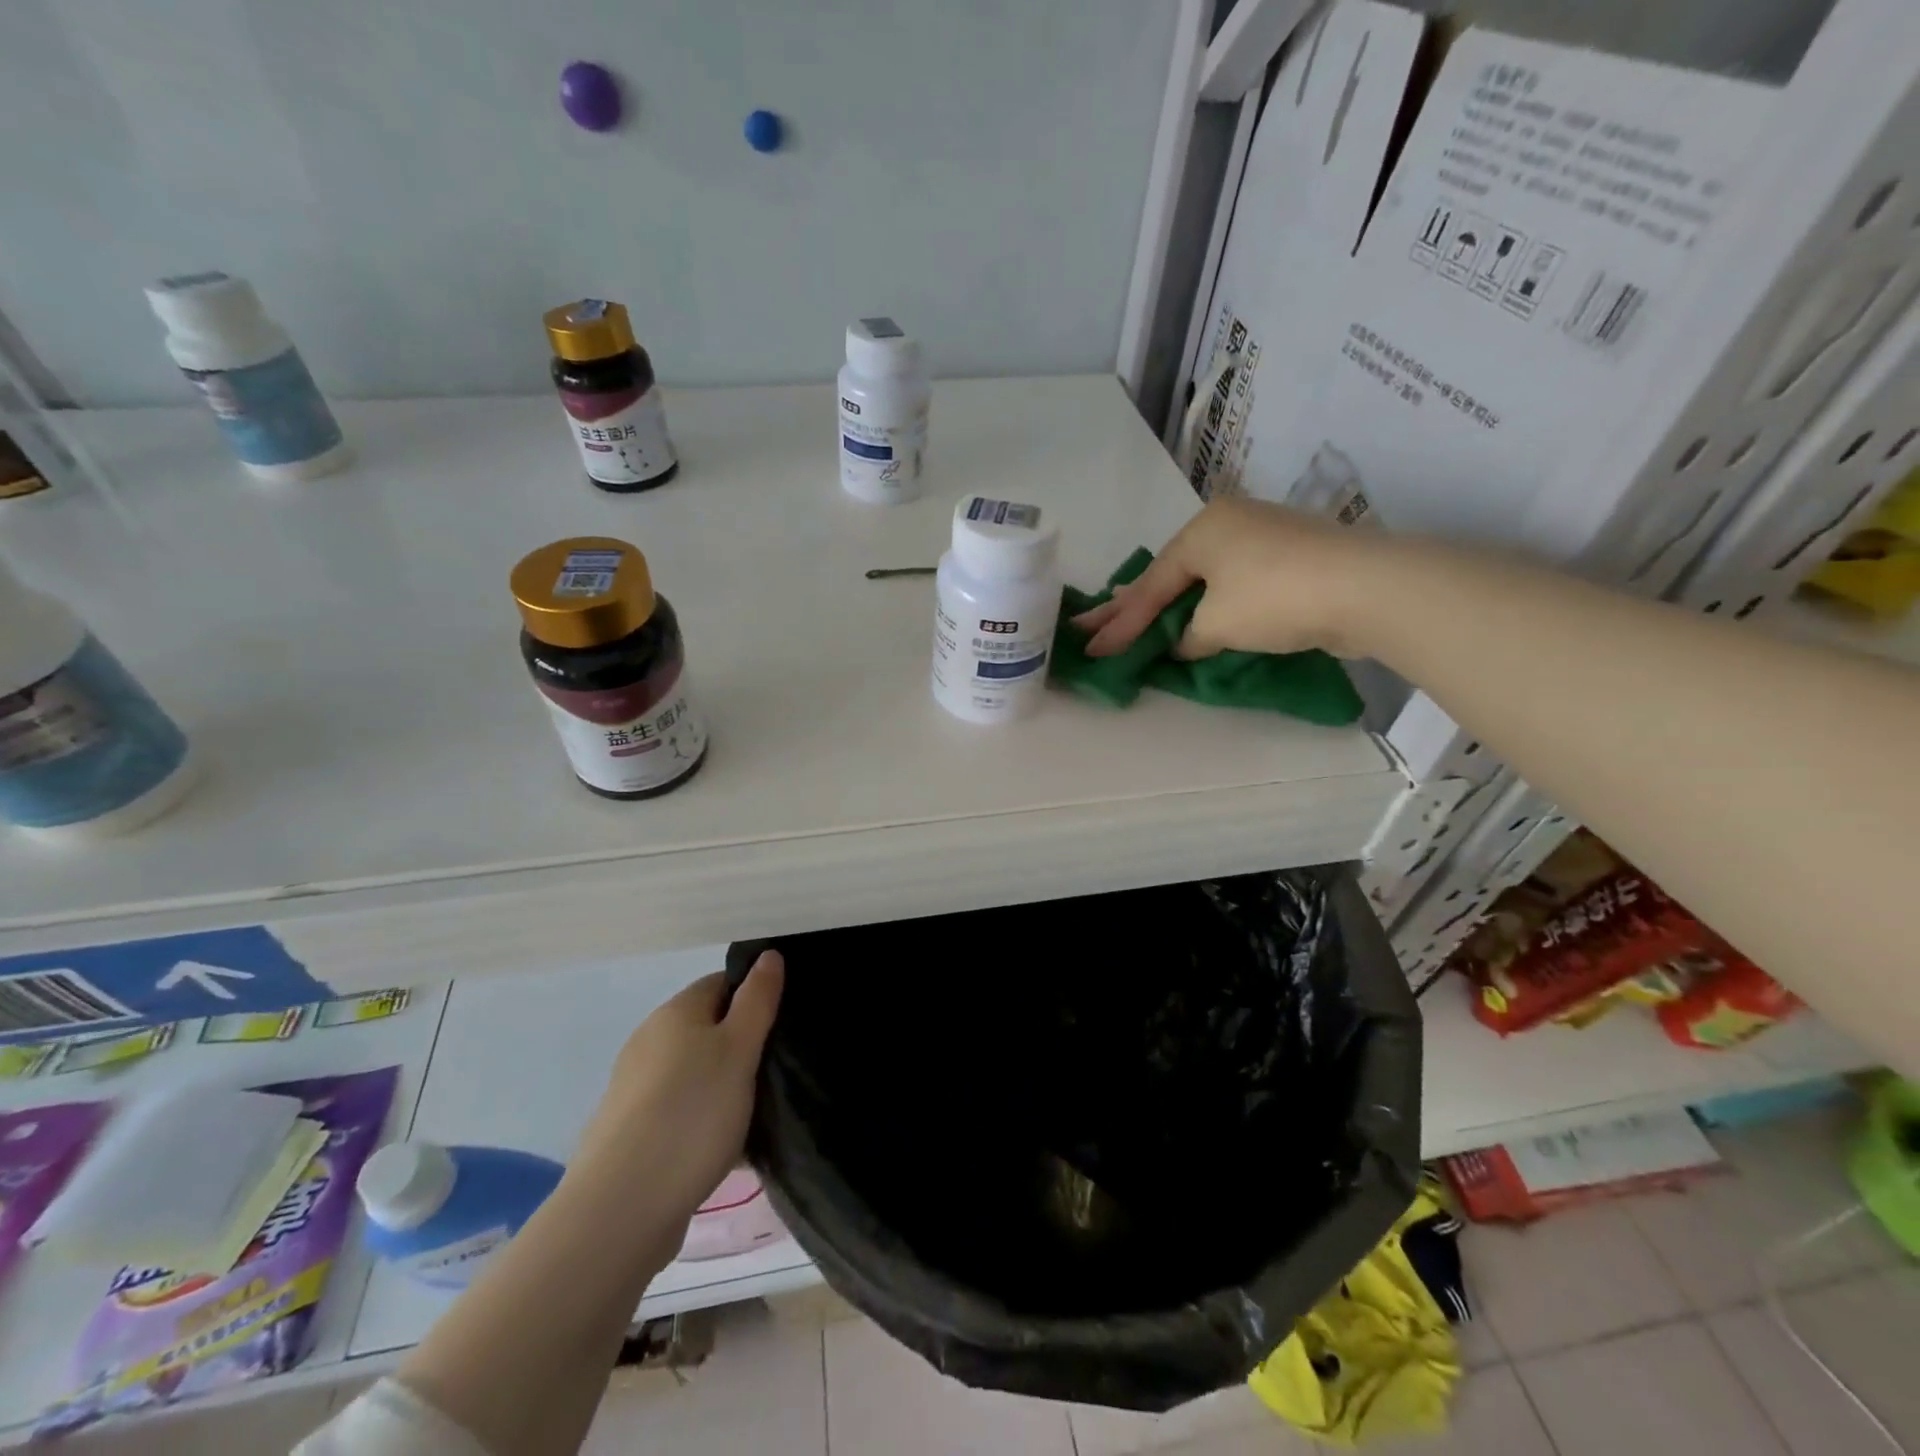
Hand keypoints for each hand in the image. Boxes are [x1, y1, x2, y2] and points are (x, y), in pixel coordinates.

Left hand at [571, 951, 784, 1230]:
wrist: (620, 1210)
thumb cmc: (691, 1114)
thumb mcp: (739, 1049)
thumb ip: (758, 1001)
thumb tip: (769, 955)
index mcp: (674, 1012)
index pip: (722, 983)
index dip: (755, 996)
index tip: (783, 1024)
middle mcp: (649, 1041)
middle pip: (708, 1028)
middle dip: (743, 1046)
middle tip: (777, 1070)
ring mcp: (635, 1089)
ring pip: (696, 1073)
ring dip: (726, 1086)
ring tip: (758, 1114)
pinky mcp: (631, 1132)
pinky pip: (681, 1111)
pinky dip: (705, 1121)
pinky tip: (727, 1150)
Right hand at [1072, 497, 1378, 659]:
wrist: (1367, 589)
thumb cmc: (1274, 597)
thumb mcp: (1216, 624)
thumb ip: (1187, 636)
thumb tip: (1184, 643)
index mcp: (1202, 530)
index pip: (1150, 586)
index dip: (1118, 624)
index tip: (1089, 648)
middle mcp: (1227, 525)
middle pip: (1168, 575)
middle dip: (1130, 606)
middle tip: (1091, 626)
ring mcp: (1260, 537)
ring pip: (1200, 578)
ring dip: (1168, 604)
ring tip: (1132, 618)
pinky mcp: (1287, 559)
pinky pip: (1229, 584)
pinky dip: (1206, 604)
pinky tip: (1190, 615)